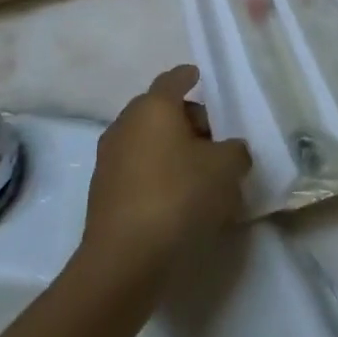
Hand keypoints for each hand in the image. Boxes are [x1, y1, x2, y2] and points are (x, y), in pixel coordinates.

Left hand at [79, 66, 251, 286]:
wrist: (124, 260)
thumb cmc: (178, 196)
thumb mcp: (226, 168)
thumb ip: (235, 150)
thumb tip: (229, 151)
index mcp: (153, 107)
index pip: (173, 80)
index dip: (188, 76)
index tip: (199, 77)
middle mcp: (126, 125)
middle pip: (159, 111)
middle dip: (186, 119)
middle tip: (214, 139)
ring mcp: (109, 160)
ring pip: (147, 141)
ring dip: (171, 149)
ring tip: (200, 173)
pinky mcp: (103, 193)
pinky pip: (137, 170)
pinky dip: (157, 174)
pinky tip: (178, 198)